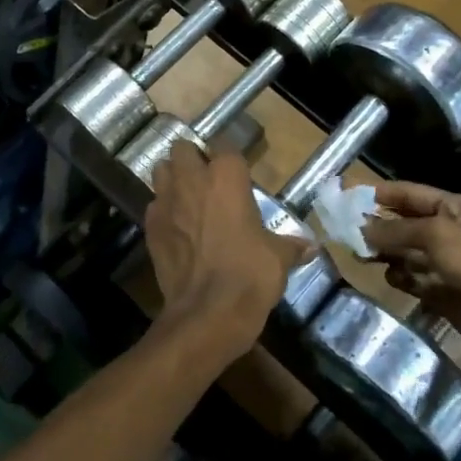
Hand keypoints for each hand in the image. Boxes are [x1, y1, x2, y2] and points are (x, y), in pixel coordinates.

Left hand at [143, 141, 312, 368]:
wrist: (207, 313)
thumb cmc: (249, 275)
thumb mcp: (278, 258)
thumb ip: (291, 245)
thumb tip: (310, 247)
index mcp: (227, 177)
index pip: (226, 147)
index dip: (230, 160)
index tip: (238, 174)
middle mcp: (192, 180)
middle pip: (183, 149)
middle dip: (192, 159)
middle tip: (206, 180)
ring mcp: (166, 202)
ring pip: (160, 171)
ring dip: (172, 179)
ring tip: (187, 198)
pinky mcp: (150, 227)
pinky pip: (153, 206)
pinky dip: (163, 211)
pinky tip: (176, 228)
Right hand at [364, 182, 460, 351]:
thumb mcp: (435, 234)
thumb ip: (395, 229)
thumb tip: (361, 229)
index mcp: (456, 208)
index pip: (412, 193)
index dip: (382, 193)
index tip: (350, 195)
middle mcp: (450, 231)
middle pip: (406, 223)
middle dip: (379, 226)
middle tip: (347, 229)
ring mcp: (446, 262)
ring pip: (406, 252)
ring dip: (385, 252)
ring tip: (361, 254)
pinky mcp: (442, 290)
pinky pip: (413, 278)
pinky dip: (400, 277)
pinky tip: (391, 277)